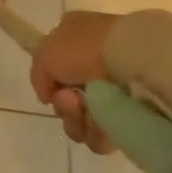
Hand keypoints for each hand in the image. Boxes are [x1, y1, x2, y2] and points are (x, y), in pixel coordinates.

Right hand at [30, 11, 121, 153]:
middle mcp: (93, 62)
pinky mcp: (130, 113)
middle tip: (71, 101)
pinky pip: (104, 133)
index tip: (53, 89)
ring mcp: (113, 88)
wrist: (133, 59)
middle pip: (67, 99)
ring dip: (78, 121)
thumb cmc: (85, 49)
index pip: (54, 68)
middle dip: (64, 107)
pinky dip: (98, 132)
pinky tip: (103, 122)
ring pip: (82, 120)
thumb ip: (38, 75)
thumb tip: (48, 97)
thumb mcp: (45, 53)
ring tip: (88, 112)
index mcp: (74, 38)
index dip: (50, 83)